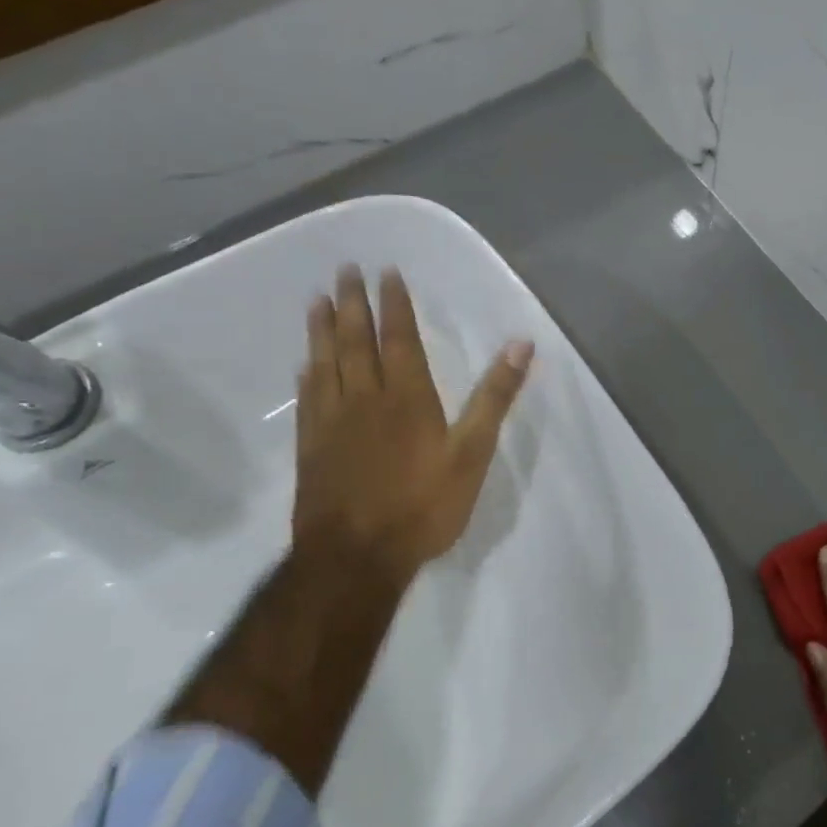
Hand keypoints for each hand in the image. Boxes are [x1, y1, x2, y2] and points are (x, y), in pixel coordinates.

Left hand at [293, 265, 532, 588]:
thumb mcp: (472, 453)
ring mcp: (332, 423)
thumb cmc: (423, 506)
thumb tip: (521, 345)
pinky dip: (308, 374)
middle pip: (355, 341)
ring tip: (316, 299)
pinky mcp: (312, 447)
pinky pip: (308, 397)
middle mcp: (365, 399)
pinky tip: (305, 364)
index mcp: (407, 397)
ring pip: (325, 363)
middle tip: (345, 269)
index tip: (386, 272)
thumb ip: (494, 398)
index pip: (399, 338)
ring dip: (321, 329)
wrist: (356, 557)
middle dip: (353, 303)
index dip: (394, 304)